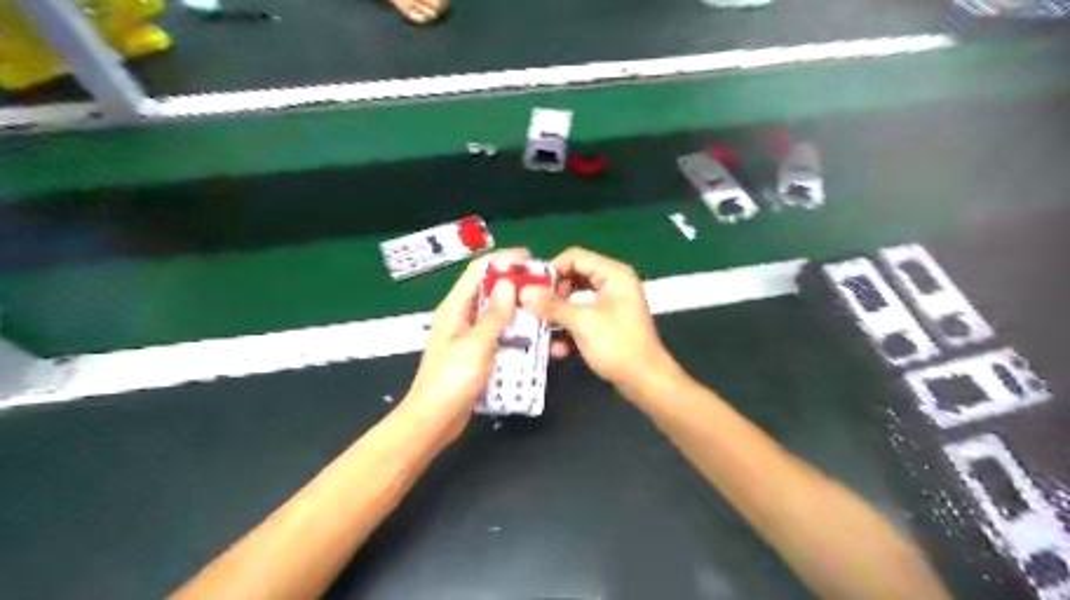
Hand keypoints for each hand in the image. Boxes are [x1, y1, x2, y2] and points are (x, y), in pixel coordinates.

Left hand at [401, 247, 529, 443]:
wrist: (435, 419)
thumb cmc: (451, 381)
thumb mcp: (476, 345)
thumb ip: (494, 315)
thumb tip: (509, 284)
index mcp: (454, 308)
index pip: (477, 271)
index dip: (501, 260)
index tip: (528, 258)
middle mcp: (460, 317)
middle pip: (487, 290)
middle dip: (513, 283)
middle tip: (541, 284)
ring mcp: (468, 336)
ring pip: (495, 312)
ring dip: (515, 307)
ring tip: (540, 307)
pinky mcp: (476, 353)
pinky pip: (498, 333)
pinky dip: (513, 330)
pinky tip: (531, 335)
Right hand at [521, 246, 674, 391]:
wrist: (645, 380)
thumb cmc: (617, 345)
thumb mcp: (582, 322)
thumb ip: (552, 305)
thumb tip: (525, 293)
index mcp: (613, 274)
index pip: (575, 257)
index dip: (551, 269)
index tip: (530, 287)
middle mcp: (613, 284)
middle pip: (573, 277)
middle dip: (552, 295)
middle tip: (533, 308)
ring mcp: (610, 304)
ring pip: (575, 301)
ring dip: (558, 316)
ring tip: (540, 330)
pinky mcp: (607, 324)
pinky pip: (582, 318)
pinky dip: (569, 330)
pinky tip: (559, 349)